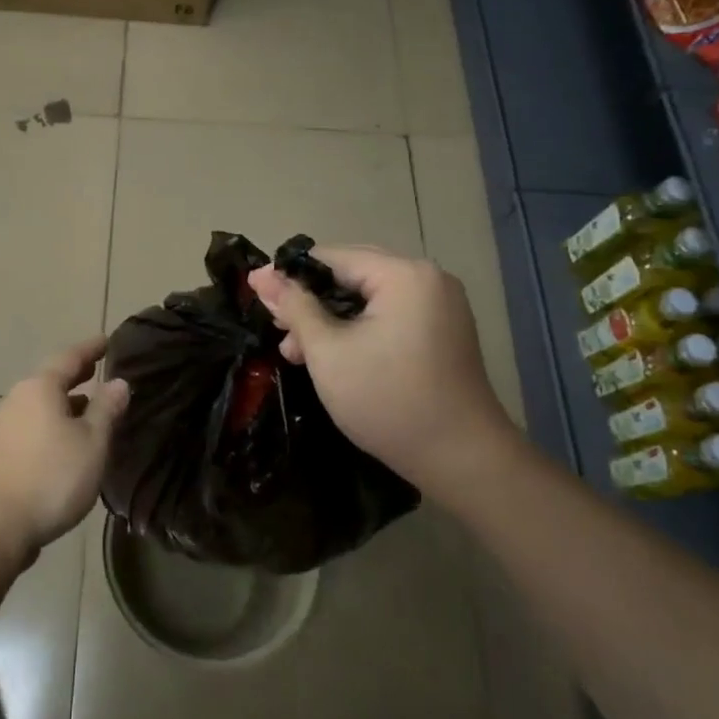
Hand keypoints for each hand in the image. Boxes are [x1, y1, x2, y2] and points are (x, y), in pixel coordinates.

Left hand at [0, 337, 129, 572]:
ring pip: (41, 403)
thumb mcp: (91, 443)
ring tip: (88, 406)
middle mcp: (18, 398)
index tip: (107, 341)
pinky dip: (53, 421)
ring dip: (65, 401)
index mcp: (40, 387)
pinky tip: (66, 440)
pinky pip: (33, 423)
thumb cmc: (50, 478)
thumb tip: (119, 382)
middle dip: (77, 373)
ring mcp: (4, 425)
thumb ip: (106, 409)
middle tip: (98, 368)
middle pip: (51, 378)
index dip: (91, 349)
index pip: (70, 357)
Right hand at [246, 246, 516, 493]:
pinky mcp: (442, 330)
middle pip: (351, 273)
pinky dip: (357, 328)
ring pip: (368, 297)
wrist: (463, 461)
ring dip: (329, 318)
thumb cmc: (388, 401)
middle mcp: (427, 278)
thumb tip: (260, 276)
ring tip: (295, 349)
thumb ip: (294, 308)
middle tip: (276, 326)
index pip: (331, 257)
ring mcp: (439, 305)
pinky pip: (388, 314)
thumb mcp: (328, 352)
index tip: (255, 294)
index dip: (289, 274)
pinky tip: (330, 353)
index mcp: (403, 274)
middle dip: (309, 300)